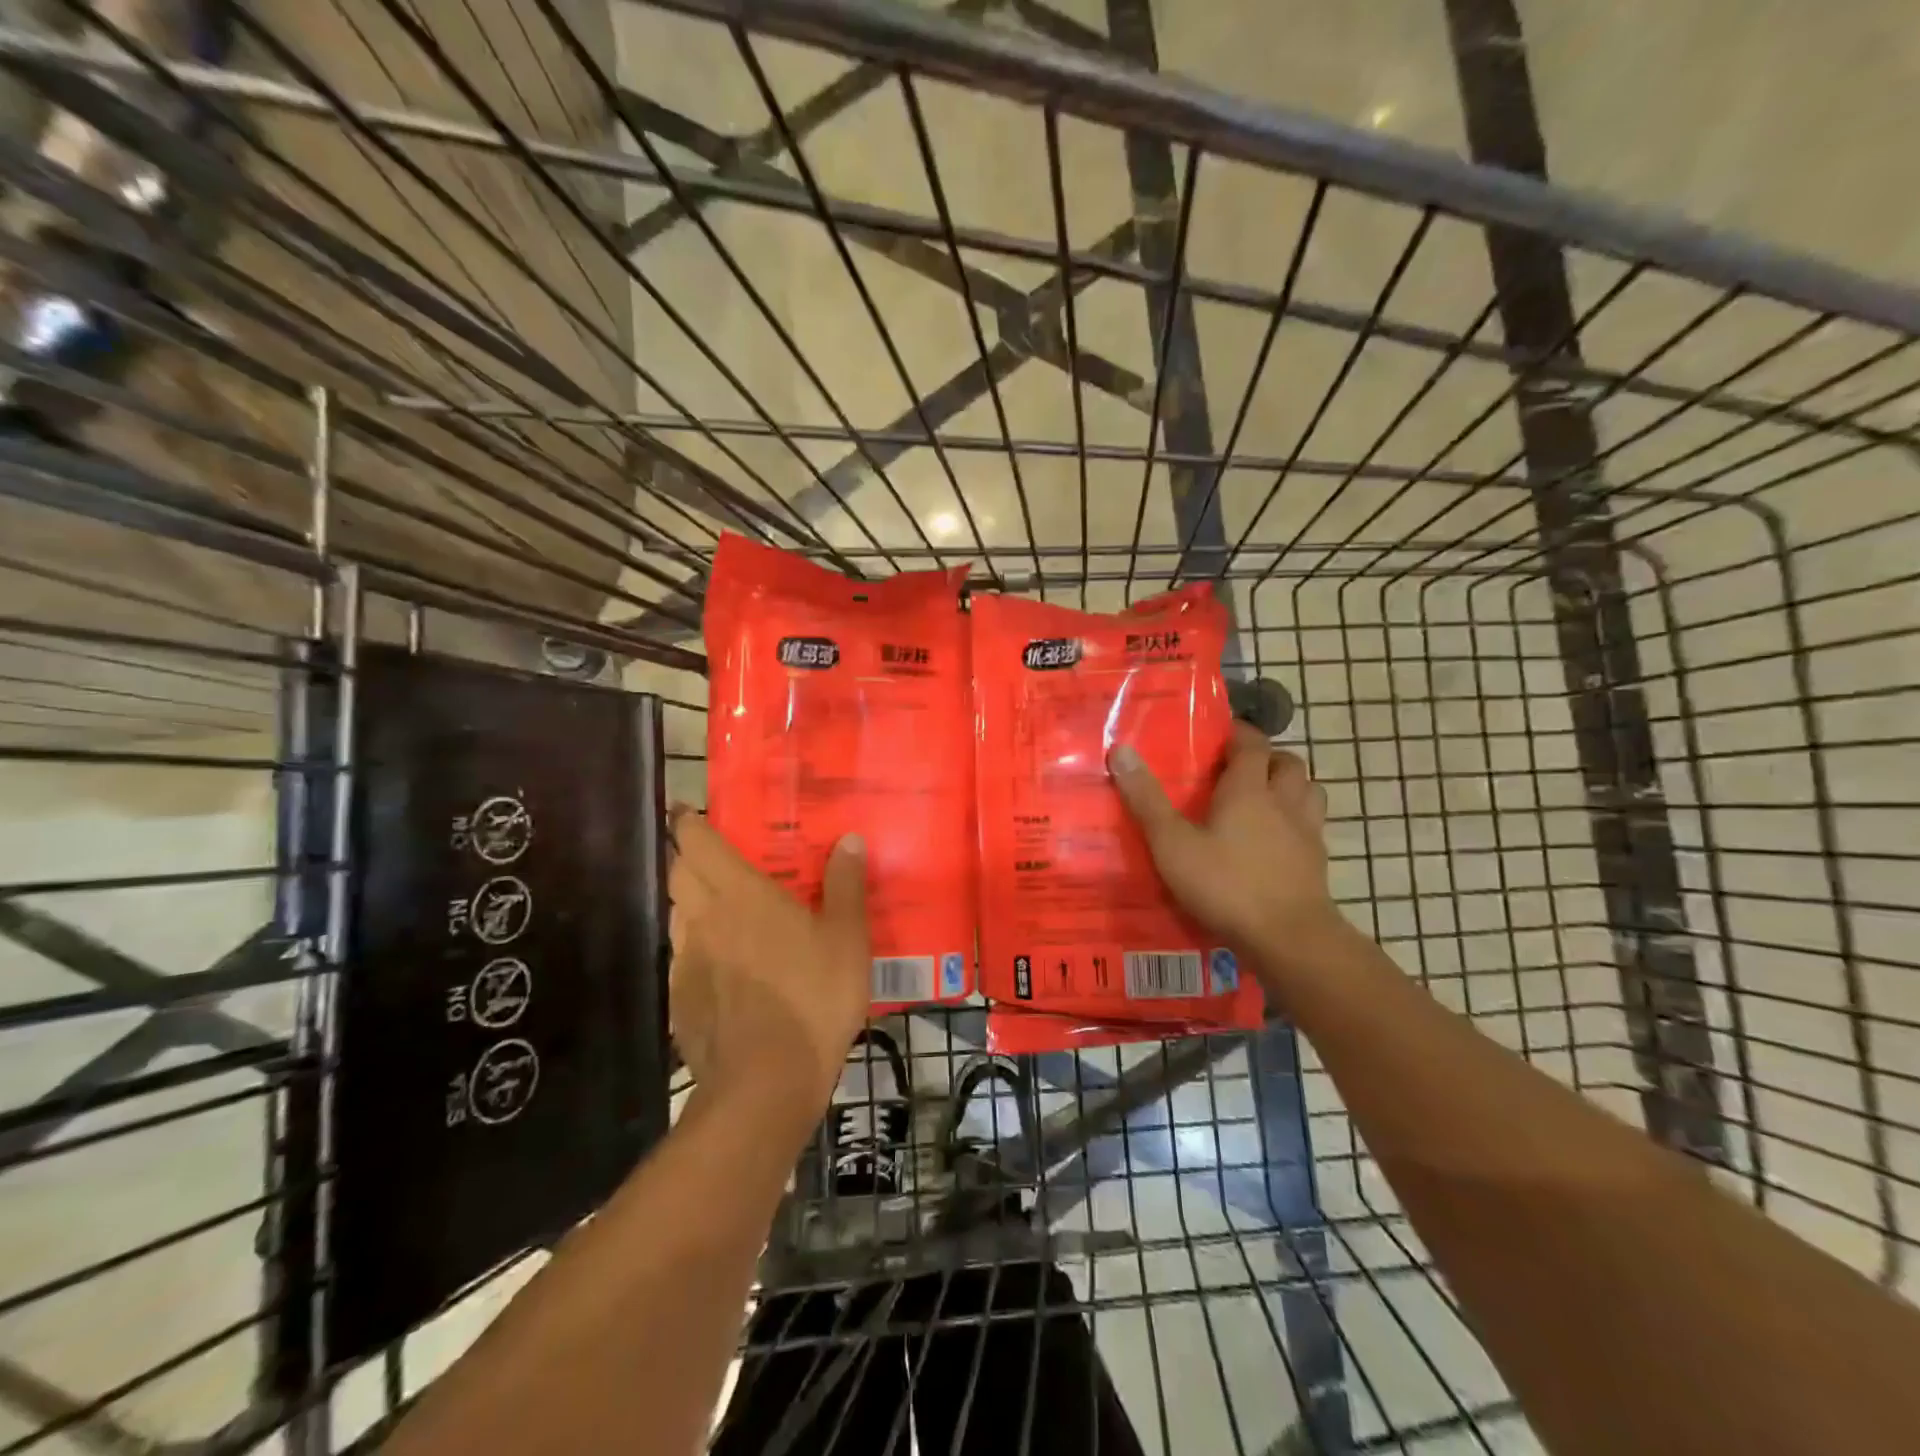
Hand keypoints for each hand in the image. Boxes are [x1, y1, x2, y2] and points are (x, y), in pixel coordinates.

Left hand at [668, 809, 869, 1114]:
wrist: (765, 1084)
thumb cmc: (812, 998)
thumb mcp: (847, 939)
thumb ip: (845, 885)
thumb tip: (848, 840)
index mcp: (740, 894)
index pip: (697, 843)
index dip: (689, 823)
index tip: (688, 812)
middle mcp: (703, 919)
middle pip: (678, 874)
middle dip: (689, 858)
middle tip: (717, 858)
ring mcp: (686, 961)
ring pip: (677, 915)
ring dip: (691, 902)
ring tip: (723, 909)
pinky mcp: (680, 1000)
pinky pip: (683, 957)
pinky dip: (697, 947)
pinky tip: (726, 966)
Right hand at [1108, 722, 1335, 962]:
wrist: (1289, 938)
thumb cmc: (1226, 884)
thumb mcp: (1172, 844)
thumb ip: (1147, 799)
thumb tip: (1121, 750)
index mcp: (1249, 789)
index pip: (1252, 743)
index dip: (1238, 733)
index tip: (1218, 735)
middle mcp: (1284, 801)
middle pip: (1287, 762)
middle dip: (1266, 757)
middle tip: (1238, 769)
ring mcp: (1307, 832)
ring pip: (1308, 791)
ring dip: (1289, 786)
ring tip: (1263, 799)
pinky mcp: (1318, 862)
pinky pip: (1312, 826)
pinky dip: (1297, 822)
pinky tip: (1277, 841)